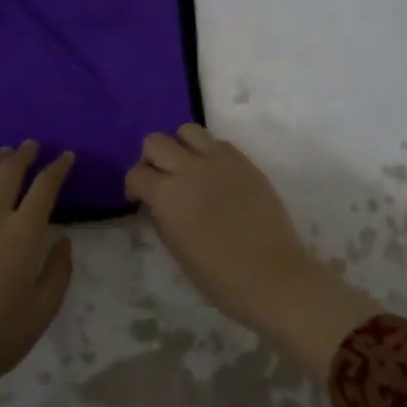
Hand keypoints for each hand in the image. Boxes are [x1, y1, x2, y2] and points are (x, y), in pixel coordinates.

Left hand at [0, 142, 74, 406]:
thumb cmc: (2, 334)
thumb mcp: (45, 307)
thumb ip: (59, 269)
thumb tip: (63, 240)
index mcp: (24, 231)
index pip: (45, 185)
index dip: (58, 167)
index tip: (66, 156)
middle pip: (8, 171)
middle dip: (24, 154)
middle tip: (32, 146)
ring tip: (1, 156)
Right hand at [125, 124, 380, 382]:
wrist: (272, 276)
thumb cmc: (218, 276)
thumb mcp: (176, 250)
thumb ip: (161, 217)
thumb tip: (156, 202)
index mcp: (167, 195)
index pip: (137, 173)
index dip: (134, 186)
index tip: (140, 200)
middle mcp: (189, 168)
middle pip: (156, 141)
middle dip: (152, 159)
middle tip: (161, 180)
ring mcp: (220, 161)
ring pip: (188, 131)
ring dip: (180, 147)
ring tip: (188, 169)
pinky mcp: (245, 162)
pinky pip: (218, 143)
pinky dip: (209, 152)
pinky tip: (215, 175)